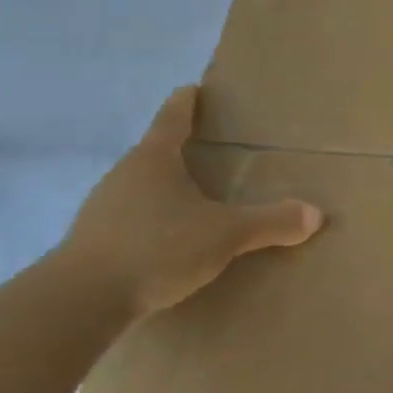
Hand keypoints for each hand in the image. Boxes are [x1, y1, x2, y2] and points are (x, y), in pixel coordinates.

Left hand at [58, 86, 322, 319]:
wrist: (77, 304)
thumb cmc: (157, 247)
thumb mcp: (226, 234)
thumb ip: (271, 222)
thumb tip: (315, 214)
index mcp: (154, 159)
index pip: (172, 118)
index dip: (187, 103)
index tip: (193, 88)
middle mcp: (123, 176)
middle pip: (155, 152)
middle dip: (180, 150)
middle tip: (209, 150)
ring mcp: (101, 209)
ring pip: (140, 188)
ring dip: (165, 189)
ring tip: (193, 198)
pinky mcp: (91, 243)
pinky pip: (130, 220)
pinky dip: (151, 221)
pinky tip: (168, 240)